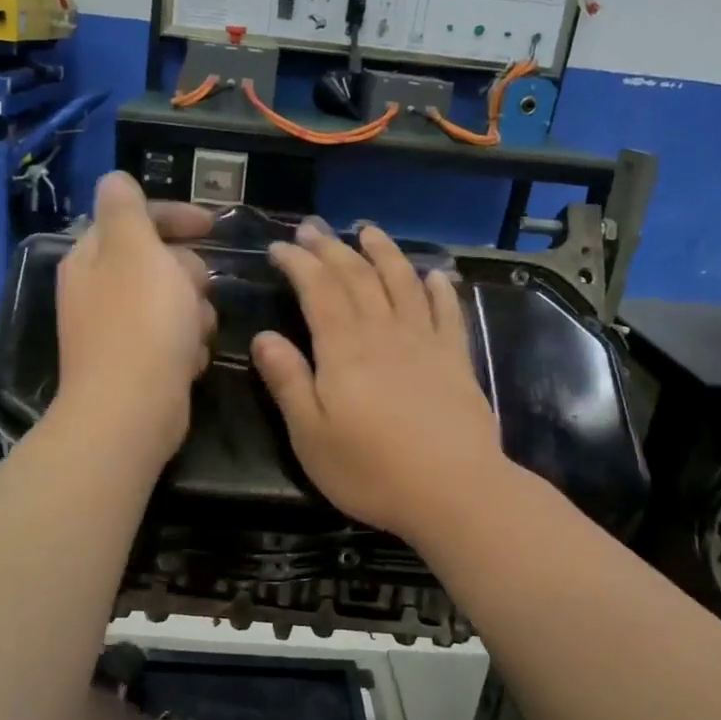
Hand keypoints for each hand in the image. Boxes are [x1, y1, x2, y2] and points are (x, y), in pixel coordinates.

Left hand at [54, 172, 214, 459]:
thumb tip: (114, 179)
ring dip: (193, 314)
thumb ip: (127, 208)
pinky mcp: (136, 365)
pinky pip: (172, 340)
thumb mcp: (135, 250)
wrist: (131, 412)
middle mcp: (98, 291)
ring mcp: (116, 331)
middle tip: (197, 291)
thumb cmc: (141, 324)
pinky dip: (186, 346)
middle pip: (157, 263)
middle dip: (187, 274)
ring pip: (172, 303)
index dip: (174, 216)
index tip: (213, 226)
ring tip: (194, 333)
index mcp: (93, 258)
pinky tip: (189, 362)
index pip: (133, 219)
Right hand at [253, 220, 502, 538]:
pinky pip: (447, 312)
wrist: (455, 492)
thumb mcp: (311, 436)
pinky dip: (438, 288)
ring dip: (384, 253)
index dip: (299, 263)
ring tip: (368, 231)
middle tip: (313, 227)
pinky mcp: (457, 359)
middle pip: (357, 277)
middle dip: (332, 248)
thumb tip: (264, 337)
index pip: (318, 290)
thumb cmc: (372, 470)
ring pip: (402, 283)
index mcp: (344, 350)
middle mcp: (384, 333)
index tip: (280, 247)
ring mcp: (425, 343)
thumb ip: (288, 382)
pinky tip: (433, 274)